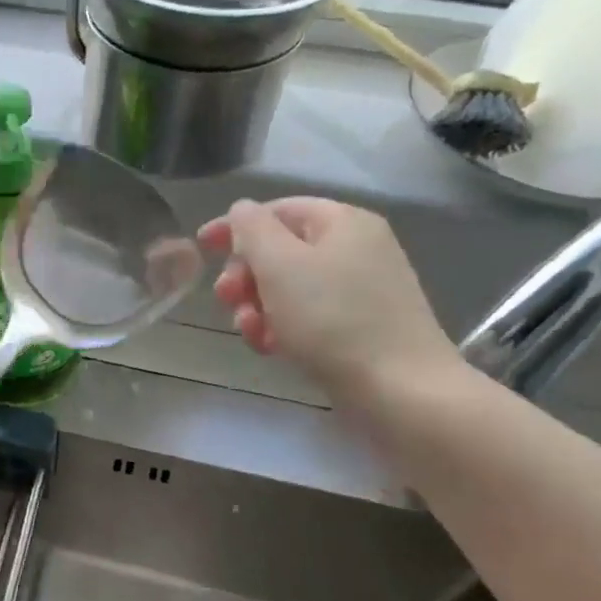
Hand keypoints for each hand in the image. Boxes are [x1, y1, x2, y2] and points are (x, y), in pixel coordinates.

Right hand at [197, 197, 457, 406]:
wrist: (400, 391)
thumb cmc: (333, 320)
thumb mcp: (280, 265)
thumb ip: (252, 229)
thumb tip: (242, 211)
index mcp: (342, 222)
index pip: (277, 209)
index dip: (235, 226)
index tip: (201, 248)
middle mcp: (356, 248)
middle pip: (281, 249)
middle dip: (246, 274)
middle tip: (226, 299)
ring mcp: (361, 290)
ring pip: (290, 287)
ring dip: (257, 306)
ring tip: (250, 333)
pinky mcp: (360, 327)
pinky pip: (308, 315)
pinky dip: (282, 327)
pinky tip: (271, 349)